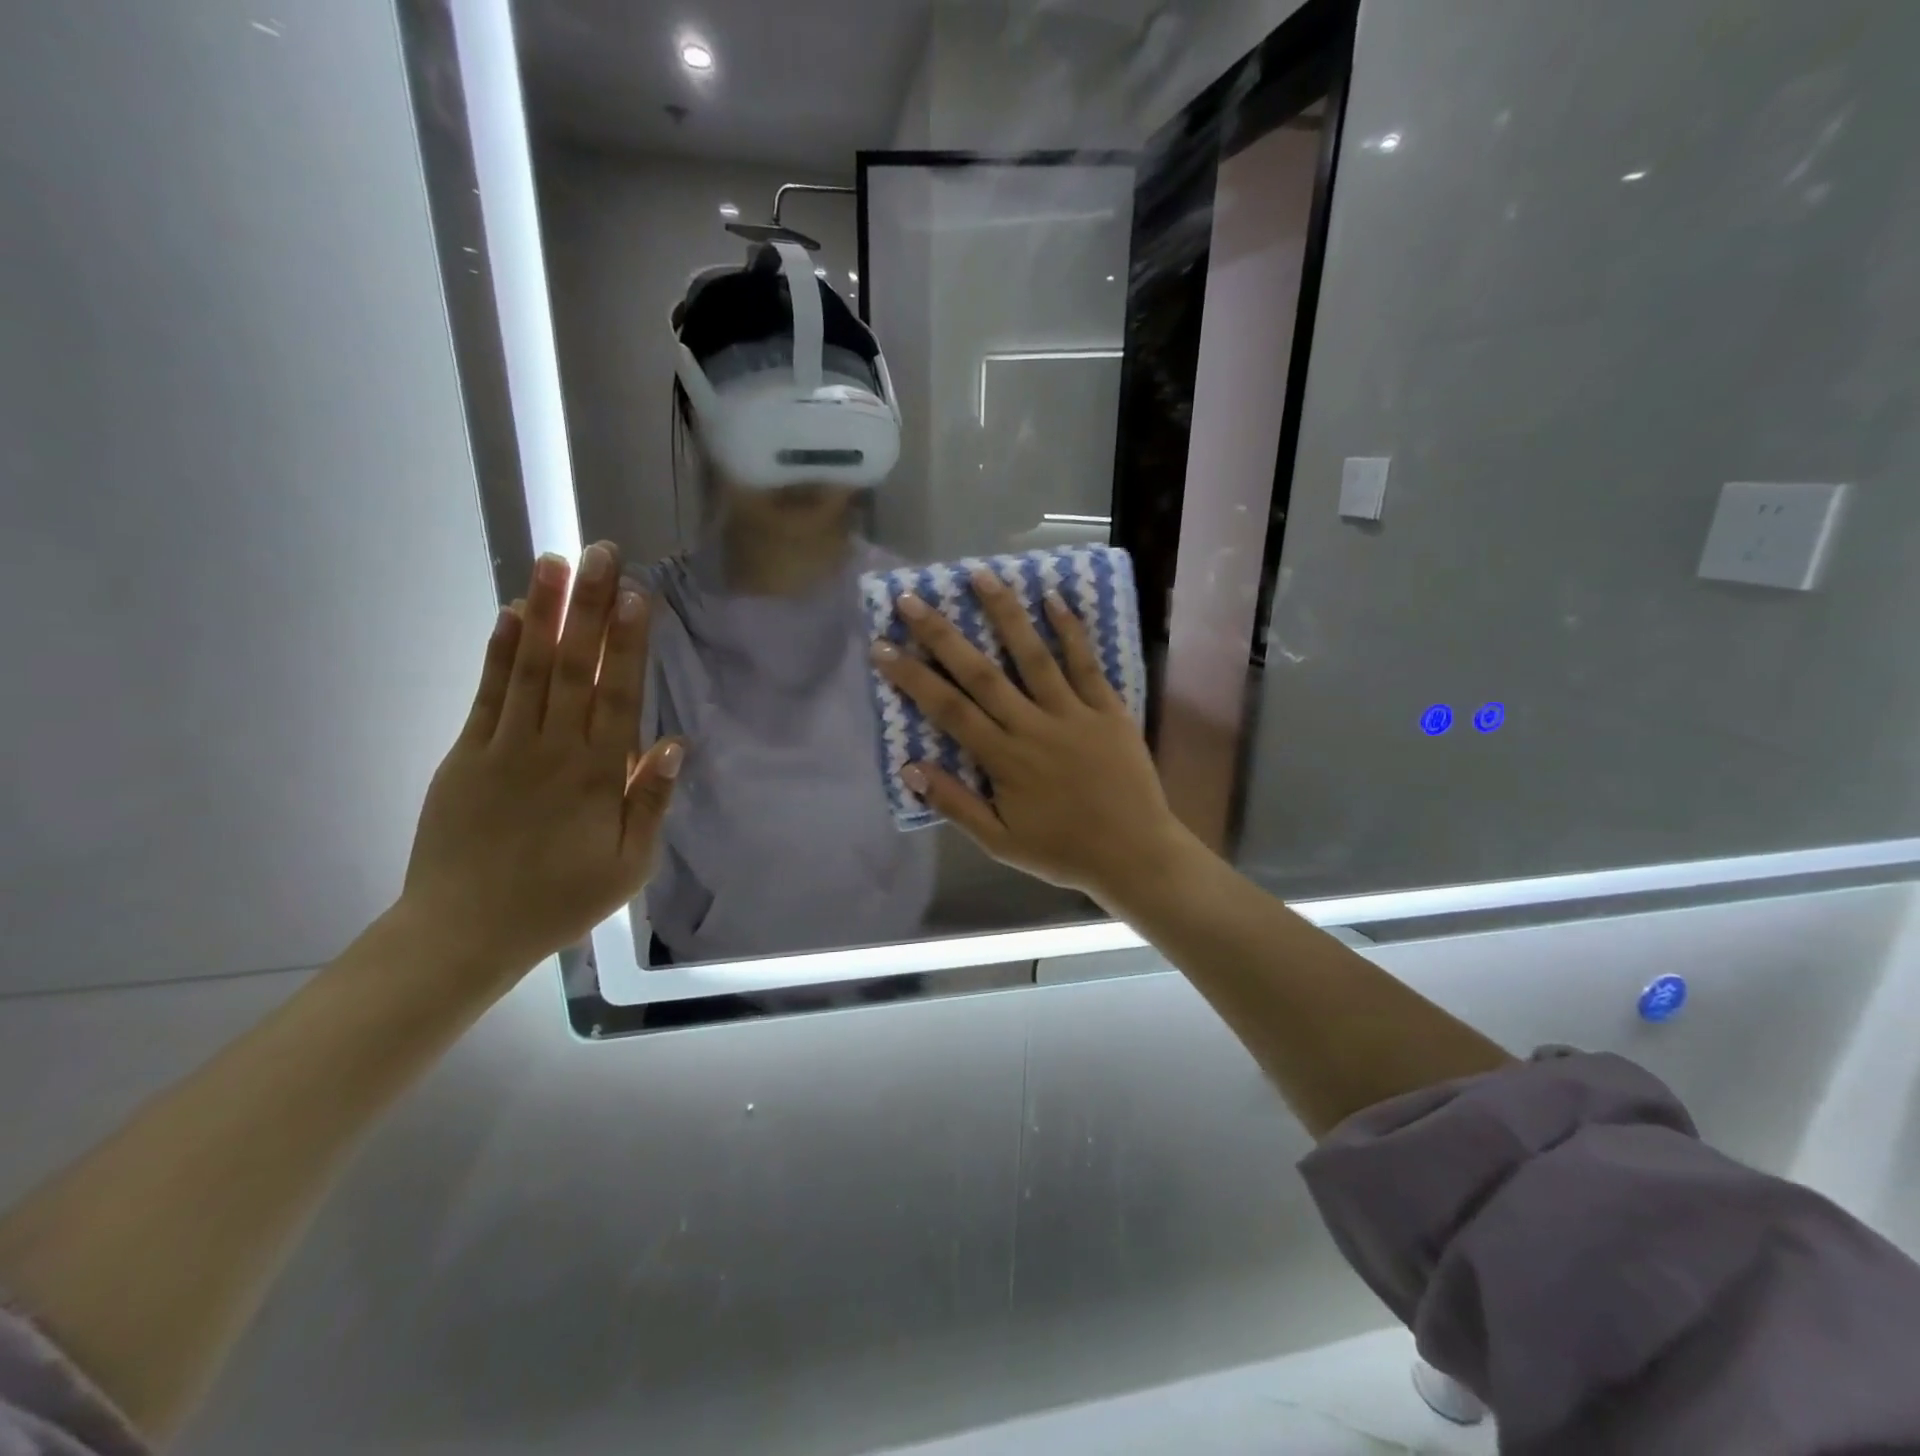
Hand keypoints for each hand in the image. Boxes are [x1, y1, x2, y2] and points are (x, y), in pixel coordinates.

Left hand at [400, 542, 683, 981]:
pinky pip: (486, 695)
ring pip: (530, 668)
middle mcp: (552, 748)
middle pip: (575, 666)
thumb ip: (649, 802)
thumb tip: (673, 743)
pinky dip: (499, 653)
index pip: (617, 694)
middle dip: (591, 606)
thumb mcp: (628, 865)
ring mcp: (504, 747)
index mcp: (596, 774)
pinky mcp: (466, 755)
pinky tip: (512, 616)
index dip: (628, 642)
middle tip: (601, 553)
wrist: (464, 932)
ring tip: (555, 562)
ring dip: (545, 612)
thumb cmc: (560, 900)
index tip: (637, 594)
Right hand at [870, 568, 1189, 907]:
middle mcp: (1032, 727)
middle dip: (942, 635)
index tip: (883, 646)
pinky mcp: (1108, 710)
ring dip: (1005, 614)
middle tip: (912, 599)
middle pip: (981, 673)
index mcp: (1004, 759)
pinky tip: (1055, 599)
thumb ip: (956, 804)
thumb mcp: (1000, 843)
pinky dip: (1071, 631)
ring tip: (980, 576)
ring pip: (1033, 656)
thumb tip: (911, 768)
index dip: (912, 677)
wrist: (1135, 855)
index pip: (948, 709)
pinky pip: (1086, 664)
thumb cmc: (1063, 852)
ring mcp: (1073, 714)